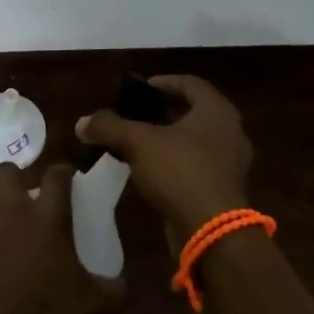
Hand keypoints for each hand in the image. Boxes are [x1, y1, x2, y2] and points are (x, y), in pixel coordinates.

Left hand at [0, 163, 117, 313]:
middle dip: (16, 178)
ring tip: (3, 220)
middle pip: (7, 171)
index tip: (68, 178)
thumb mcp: (93, 305)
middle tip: (26, 197)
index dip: (63, 172)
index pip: (57, 176)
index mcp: (49, 217)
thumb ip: (111, 289)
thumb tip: (121, 286)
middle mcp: (13, 212)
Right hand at [76, 74, 252, 236]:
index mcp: (216, 110)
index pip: (190, 83)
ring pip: (196, 140)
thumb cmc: (180, 171)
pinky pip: (198, 165)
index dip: (164, 82)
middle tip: (138, 114)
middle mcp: (230, 130)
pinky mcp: (224, 189)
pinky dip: (176, 162)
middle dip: (164, 112)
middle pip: (194, 111)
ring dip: (169, 139)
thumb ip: (110, 127)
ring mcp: (230, 162)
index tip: (141, 88)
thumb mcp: (139, 143)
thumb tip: (82, 123)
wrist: (212, 231)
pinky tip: (152, 172)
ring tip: (140, 143)